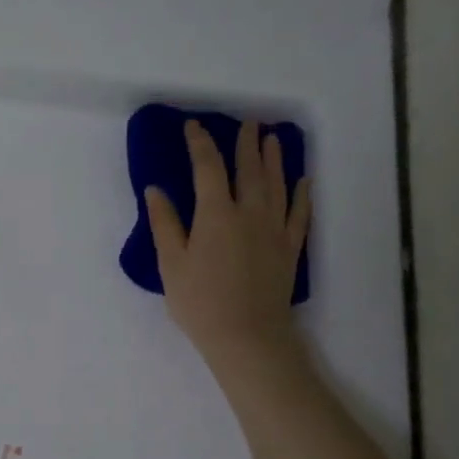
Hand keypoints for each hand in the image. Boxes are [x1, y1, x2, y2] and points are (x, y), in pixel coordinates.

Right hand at [145, 118, 311, 370]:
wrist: (247, 336)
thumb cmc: (200, 302)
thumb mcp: (171, 264)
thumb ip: (164, 224)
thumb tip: (156, 190)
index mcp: (216, 214)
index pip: (208, 168)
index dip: (200, 144)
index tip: (194, 126)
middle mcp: (249, 213)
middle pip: (249, 169)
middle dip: (245, 143)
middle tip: (247, 122)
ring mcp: (274, 229)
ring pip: (277, 184)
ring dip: (274, 159)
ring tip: (272, 139)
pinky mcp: (290, 248)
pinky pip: (299, 213)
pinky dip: (301, 193)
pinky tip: (303, 180)